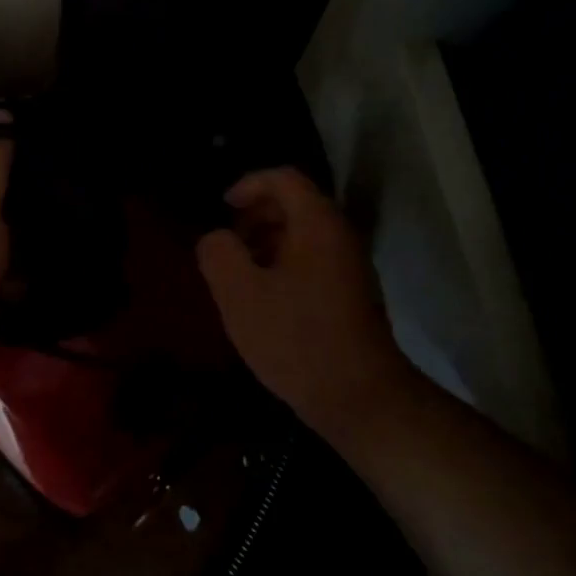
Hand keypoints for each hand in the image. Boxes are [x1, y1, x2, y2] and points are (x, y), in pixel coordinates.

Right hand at [196, 167, 416, 445]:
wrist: (358, 396)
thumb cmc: (296, 339)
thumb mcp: (240, 295)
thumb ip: (219, 254)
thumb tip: (217, 238)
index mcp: (317, 225)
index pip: (283, 179)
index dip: (248, 185)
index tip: (221, 209)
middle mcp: (340, 237)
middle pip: (296, 204)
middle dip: (255, 216)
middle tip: (226, 244)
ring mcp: (350, 267)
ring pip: (303, 236)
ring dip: (266, 244)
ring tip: (238, 274)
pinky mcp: (350, 295)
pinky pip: (312, 262)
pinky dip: (283, 266)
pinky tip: (263, 301)